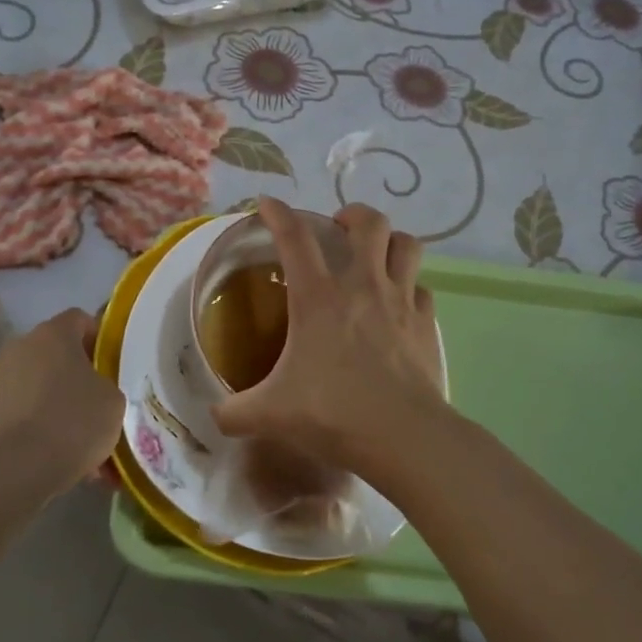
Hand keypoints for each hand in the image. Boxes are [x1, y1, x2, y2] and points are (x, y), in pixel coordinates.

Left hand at [0, 308, 123, 496]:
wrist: (14, 469)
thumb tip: (93, 390)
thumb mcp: (113, 401)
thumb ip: (106, 386)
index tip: (110, 365)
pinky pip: (18, 413)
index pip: (79, 319)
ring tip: (74, 441)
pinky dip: (34, 428)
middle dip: (73, 375)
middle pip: (53, 353)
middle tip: (94, 404)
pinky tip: (52, 458)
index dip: (98, 338)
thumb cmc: (72, 422)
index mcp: (53, 334)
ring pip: (35, 385)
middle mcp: (19, 347)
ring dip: (52, 403)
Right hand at [210, 199, 447, 478]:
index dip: (277, 213)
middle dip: (352, 214)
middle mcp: (362, 286)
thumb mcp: (269, 414)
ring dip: (390, 241)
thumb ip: (234, 412)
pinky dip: (409, 287)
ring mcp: (400, 301)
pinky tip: (399, 303)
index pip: (294, 237)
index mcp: (318, 297)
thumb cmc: (332, 414)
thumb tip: (215, 415)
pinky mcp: (426, 324)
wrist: (403, 437)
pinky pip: (421, 288)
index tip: (266, 204)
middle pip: (369, 222)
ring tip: (375, 253)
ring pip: (406, 245)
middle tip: (338, 228)